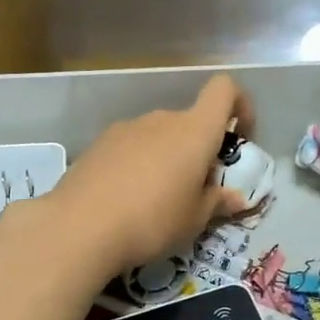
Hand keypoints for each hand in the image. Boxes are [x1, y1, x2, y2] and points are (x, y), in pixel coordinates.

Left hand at [23, 74, 251, 281]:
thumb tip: (235, 197)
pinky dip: (137, 165)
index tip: (240, 137)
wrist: (80, 228)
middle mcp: (161, 119)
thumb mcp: (194, 220)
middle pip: (189, 121)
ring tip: (157, 201)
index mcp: (193, 131)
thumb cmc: (152, 222)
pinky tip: (126, 200)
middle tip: (195, 190)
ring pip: (158, 136)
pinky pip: (130, 148)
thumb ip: (217, 202)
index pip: (224, 91)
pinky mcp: (98, 145)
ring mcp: (125, 129)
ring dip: (166, 158)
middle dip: (198, 149)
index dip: (239, 106)